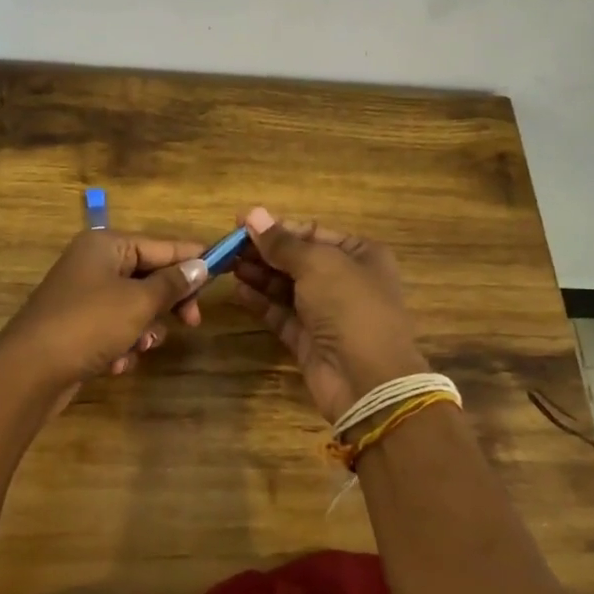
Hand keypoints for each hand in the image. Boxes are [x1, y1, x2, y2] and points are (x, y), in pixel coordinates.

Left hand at [0, 230, 208, 406]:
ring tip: (140, 346)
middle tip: (191, 322)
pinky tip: (115, 363)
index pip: (162, 245)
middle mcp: (94, 264)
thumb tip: (202, 265)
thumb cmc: (88, 324)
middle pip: (150, 276)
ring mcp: (84, 295)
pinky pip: (115, 328)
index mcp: (106, 245)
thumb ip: (173, 283)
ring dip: (144, 329)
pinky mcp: (78, 326)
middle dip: (169, 302)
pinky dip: (122, 345)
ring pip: (135, 306)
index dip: (193, 258)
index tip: (224, 270)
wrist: (28, 373)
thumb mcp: (139, 302)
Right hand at [231, 206, 428, 424]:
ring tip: (227, 264)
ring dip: (259, 274)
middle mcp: (345, 280)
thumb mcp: (317, 264)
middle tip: (227, 246)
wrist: (367, 379)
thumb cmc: (350, 306)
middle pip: (298, 259)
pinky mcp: (309, 340)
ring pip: (287, 286)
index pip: (312, 232)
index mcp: (360, 254)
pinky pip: (281, 313)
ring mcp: (327, 312)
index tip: (241, 223)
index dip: (277, 227)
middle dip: (264, 251)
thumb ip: (282, 242)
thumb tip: (252, 213)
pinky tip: (238, 289)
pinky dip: (261, 301)